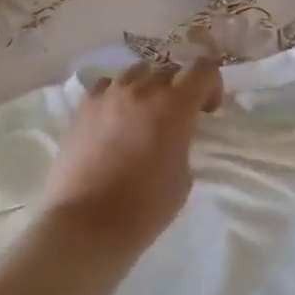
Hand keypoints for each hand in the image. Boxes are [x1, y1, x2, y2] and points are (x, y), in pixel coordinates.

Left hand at [39, 60, 223, 255]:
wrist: (86, 225)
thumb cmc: (145, 207)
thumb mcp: (183, 176)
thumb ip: (183, 143)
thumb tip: (173, 136)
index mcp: (174, 106)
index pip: (203, 69)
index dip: (212, 84)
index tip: (207, 110)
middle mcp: (142, 90)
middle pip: (169, 71)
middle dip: (180, 89)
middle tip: (177, 118)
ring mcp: (107, 96)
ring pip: (136, 73)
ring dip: (148, 88)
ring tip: (144, 115)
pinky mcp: (82, 109)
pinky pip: (106, 87)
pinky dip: (117, 95)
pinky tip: (115, 119)